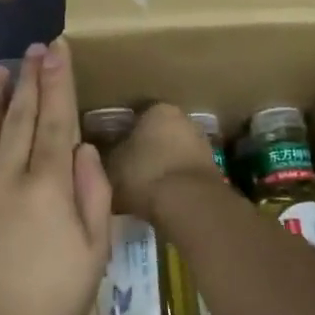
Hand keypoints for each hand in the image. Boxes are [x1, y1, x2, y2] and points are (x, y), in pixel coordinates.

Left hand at [0, 40, 110, 314]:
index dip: (58, 83)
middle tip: (33, 50)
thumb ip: (93, 195)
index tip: (57, 50)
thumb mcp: (92, 255)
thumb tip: (83, 148)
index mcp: (46, 186)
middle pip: (19, 119)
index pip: (56, 121)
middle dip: (29, 80)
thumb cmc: (47, 303)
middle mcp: (5, 176)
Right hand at [103, 103, 220, 219]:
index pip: (135, 115)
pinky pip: (184, 173)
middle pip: (157, 133)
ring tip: (140, 187)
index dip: (120, 134)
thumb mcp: (110, 164)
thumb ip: (106, 154)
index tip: (109, 150)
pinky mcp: (213, 172)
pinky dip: (173, 182)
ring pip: (173, 153)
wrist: (189, 205)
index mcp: (158, 109)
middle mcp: (185, 119)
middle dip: (143, 149)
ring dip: (160, 166)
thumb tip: (101, 154)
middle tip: (123, 169)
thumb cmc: (144, 174)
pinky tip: (160, 198)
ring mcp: (203, 145)